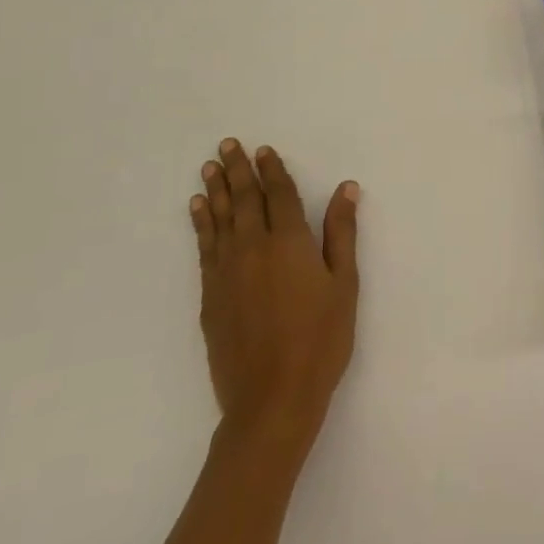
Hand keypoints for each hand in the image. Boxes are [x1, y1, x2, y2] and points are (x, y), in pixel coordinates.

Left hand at [189, 140, 359, 449]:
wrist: (272, 398)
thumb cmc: (321, 339)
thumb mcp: (344, 284)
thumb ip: (341, 233)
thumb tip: (345, 188)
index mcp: (290, 242)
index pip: (279, 195)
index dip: (272, 170)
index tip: (264, 150)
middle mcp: (253, 248)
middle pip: (244, 200)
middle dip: (237, 171)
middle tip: (227, 145)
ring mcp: (227, 272)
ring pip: (219, 220)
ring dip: (215, 191)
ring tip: (209, 168)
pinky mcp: (210, 296)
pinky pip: (204, 248)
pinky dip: (200, 225)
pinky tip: (198, 211)